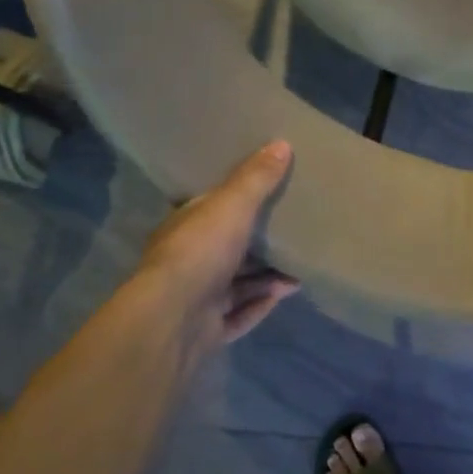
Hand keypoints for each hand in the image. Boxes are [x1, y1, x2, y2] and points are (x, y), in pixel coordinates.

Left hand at [134, 141, 300, 349]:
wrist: (173, 320)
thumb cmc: (200, 252)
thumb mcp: (232, 205)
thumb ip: (256, 178)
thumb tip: (282, 143)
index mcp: (185, 228)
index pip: (209, 210)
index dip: (235, 202)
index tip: (266, 195)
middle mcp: (187, 262)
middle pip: (227, 249)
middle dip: (259, 246)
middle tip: (293, 236)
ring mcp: (195, 300)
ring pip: (236, 285)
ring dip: (267, 279)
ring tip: (299, 271)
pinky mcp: (206, 330)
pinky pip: (239, 315)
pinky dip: (261, 305)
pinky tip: (285, 295)